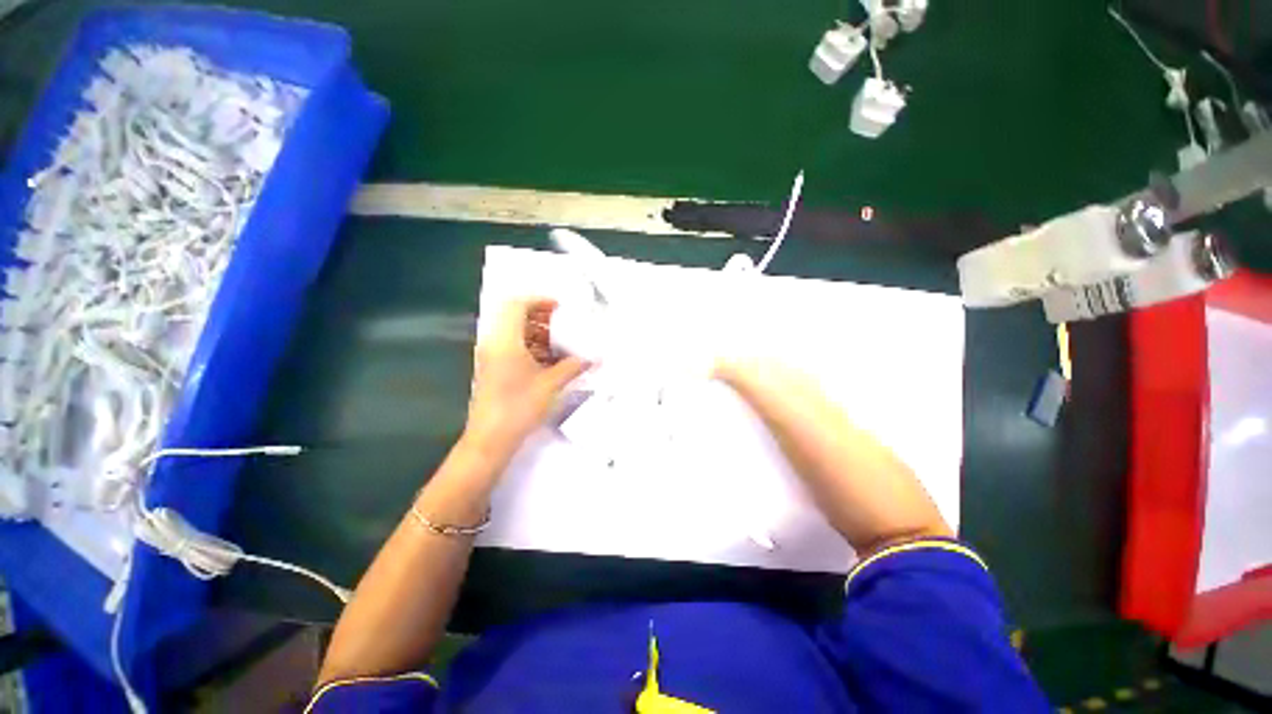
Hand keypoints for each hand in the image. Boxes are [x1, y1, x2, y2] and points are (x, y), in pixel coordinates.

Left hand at [464, 298, 589, 457]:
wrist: (490, 440)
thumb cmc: (519, 407)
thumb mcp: (551, 384)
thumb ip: (573, 366)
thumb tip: (593, 358)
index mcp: (505, 341)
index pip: (516, 305)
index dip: (538, 300)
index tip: (559, 307)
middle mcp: (494, 344)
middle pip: (514, 317)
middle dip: (540, 317)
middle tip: (563, 324)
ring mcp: (492, 358)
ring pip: (514, 334)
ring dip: (537, 333)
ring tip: (560, 343)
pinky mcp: (493, 370)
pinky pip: (512, 348)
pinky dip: (531, 348)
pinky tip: (550, 360)